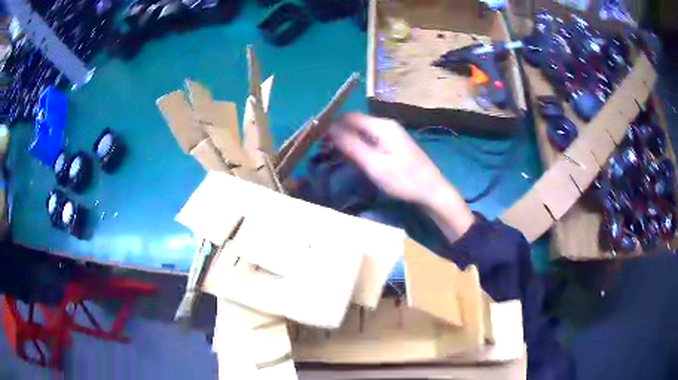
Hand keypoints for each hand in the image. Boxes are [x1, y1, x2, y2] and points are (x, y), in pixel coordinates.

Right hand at [328, 113, 473, 239]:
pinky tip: (353, 157)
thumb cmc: (403, 179)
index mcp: (381, 126)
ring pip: (362, 131)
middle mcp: (386, 125)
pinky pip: (371, 139)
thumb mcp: (374, 164)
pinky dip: (359, 145)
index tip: (317, 139)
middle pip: (355, 123)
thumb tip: (329, 129)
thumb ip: (351, 145)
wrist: (432, 191)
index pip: (349, 117)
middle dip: (338, 133)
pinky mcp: (395, 144)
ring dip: (347, 140)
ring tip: (333, 154)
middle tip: (323, 150)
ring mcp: (392, 134)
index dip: (331, 125)